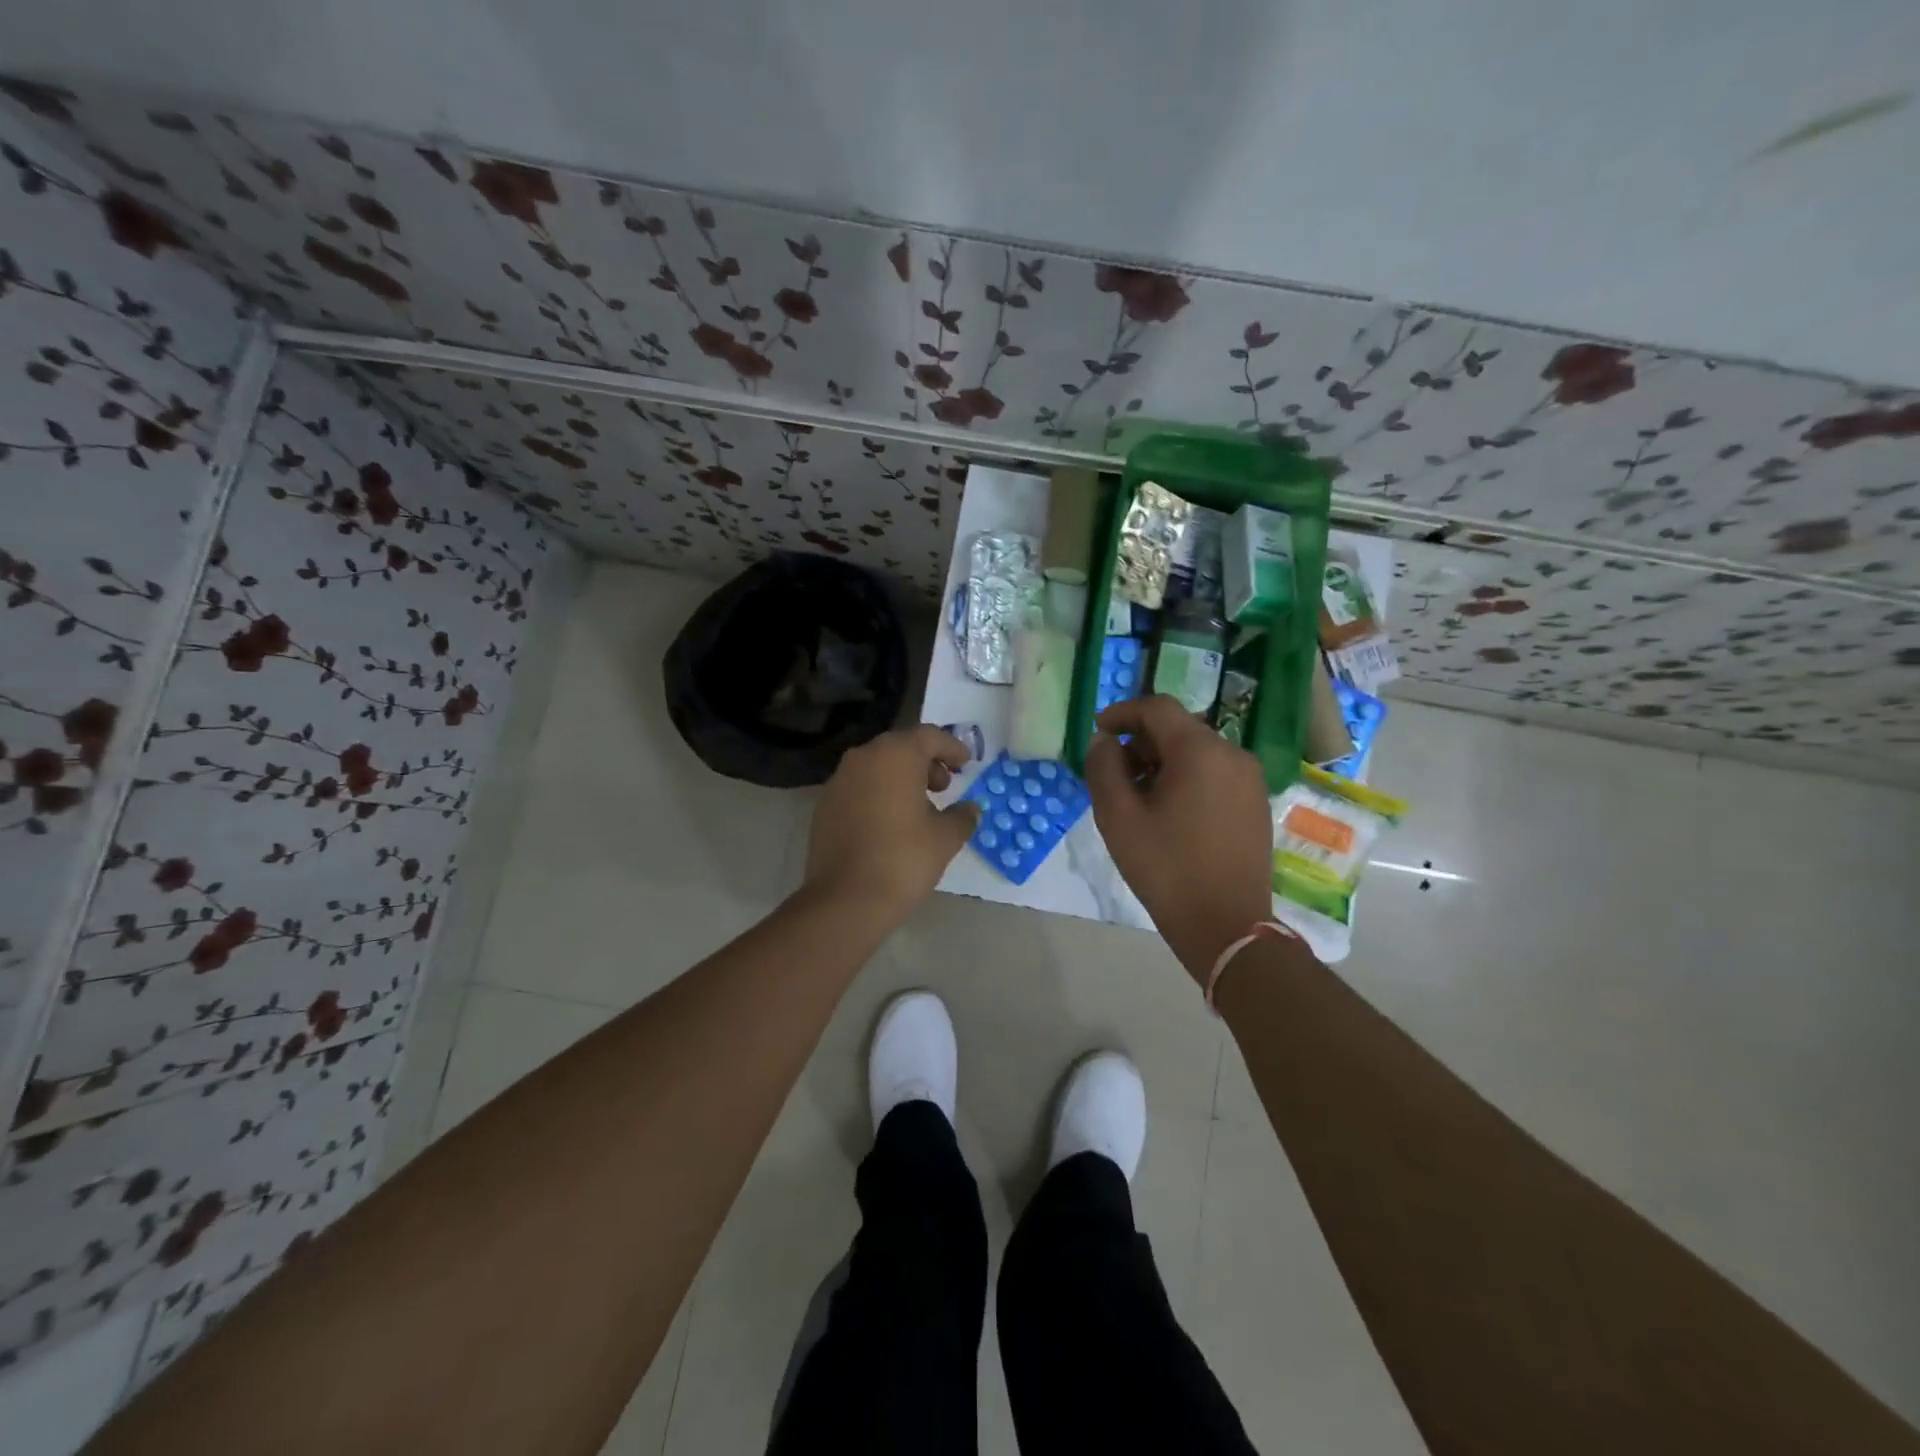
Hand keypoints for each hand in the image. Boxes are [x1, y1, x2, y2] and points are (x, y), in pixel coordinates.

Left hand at [803, 725, 981, 924]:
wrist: (845, 899)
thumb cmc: (903, 860)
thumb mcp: (945, 839)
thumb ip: (962, 817)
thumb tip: (970, 809)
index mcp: (896, 755)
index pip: (929, 736)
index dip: (952, 747)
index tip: (966, 764)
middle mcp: (864, 757)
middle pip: (901, 747)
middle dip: (926, 762)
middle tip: (944, 787)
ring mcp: (839, 780)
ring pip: (877, 766)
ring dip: (900, 777)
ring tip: (919, 807)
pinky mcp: (825, 804)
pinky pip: (859, 786)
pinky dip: (878, 793)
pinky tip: (890, 822)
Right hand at [1085, 695, 1273, 980]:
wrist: (1226, 926)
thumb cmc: (1166, 868)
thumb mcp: (1118, 817)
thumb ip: (1103, 768)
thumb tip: (1103, 741)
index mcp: (1200, 751)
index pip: (1157, 708)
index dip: (1123, 713)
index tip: (1098, 731)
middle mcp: (1232, 754)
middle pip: (1179, 729)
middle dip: (1141, 742)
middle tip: (1114, 773)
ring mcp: (1250, 779)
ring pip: (1197, 751)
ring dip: (1163, 761)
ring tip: (1138, 797)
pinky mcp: (1256, 803)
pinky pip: (1215, 773)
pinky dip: (1187, 778)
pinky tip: (1169, 812)